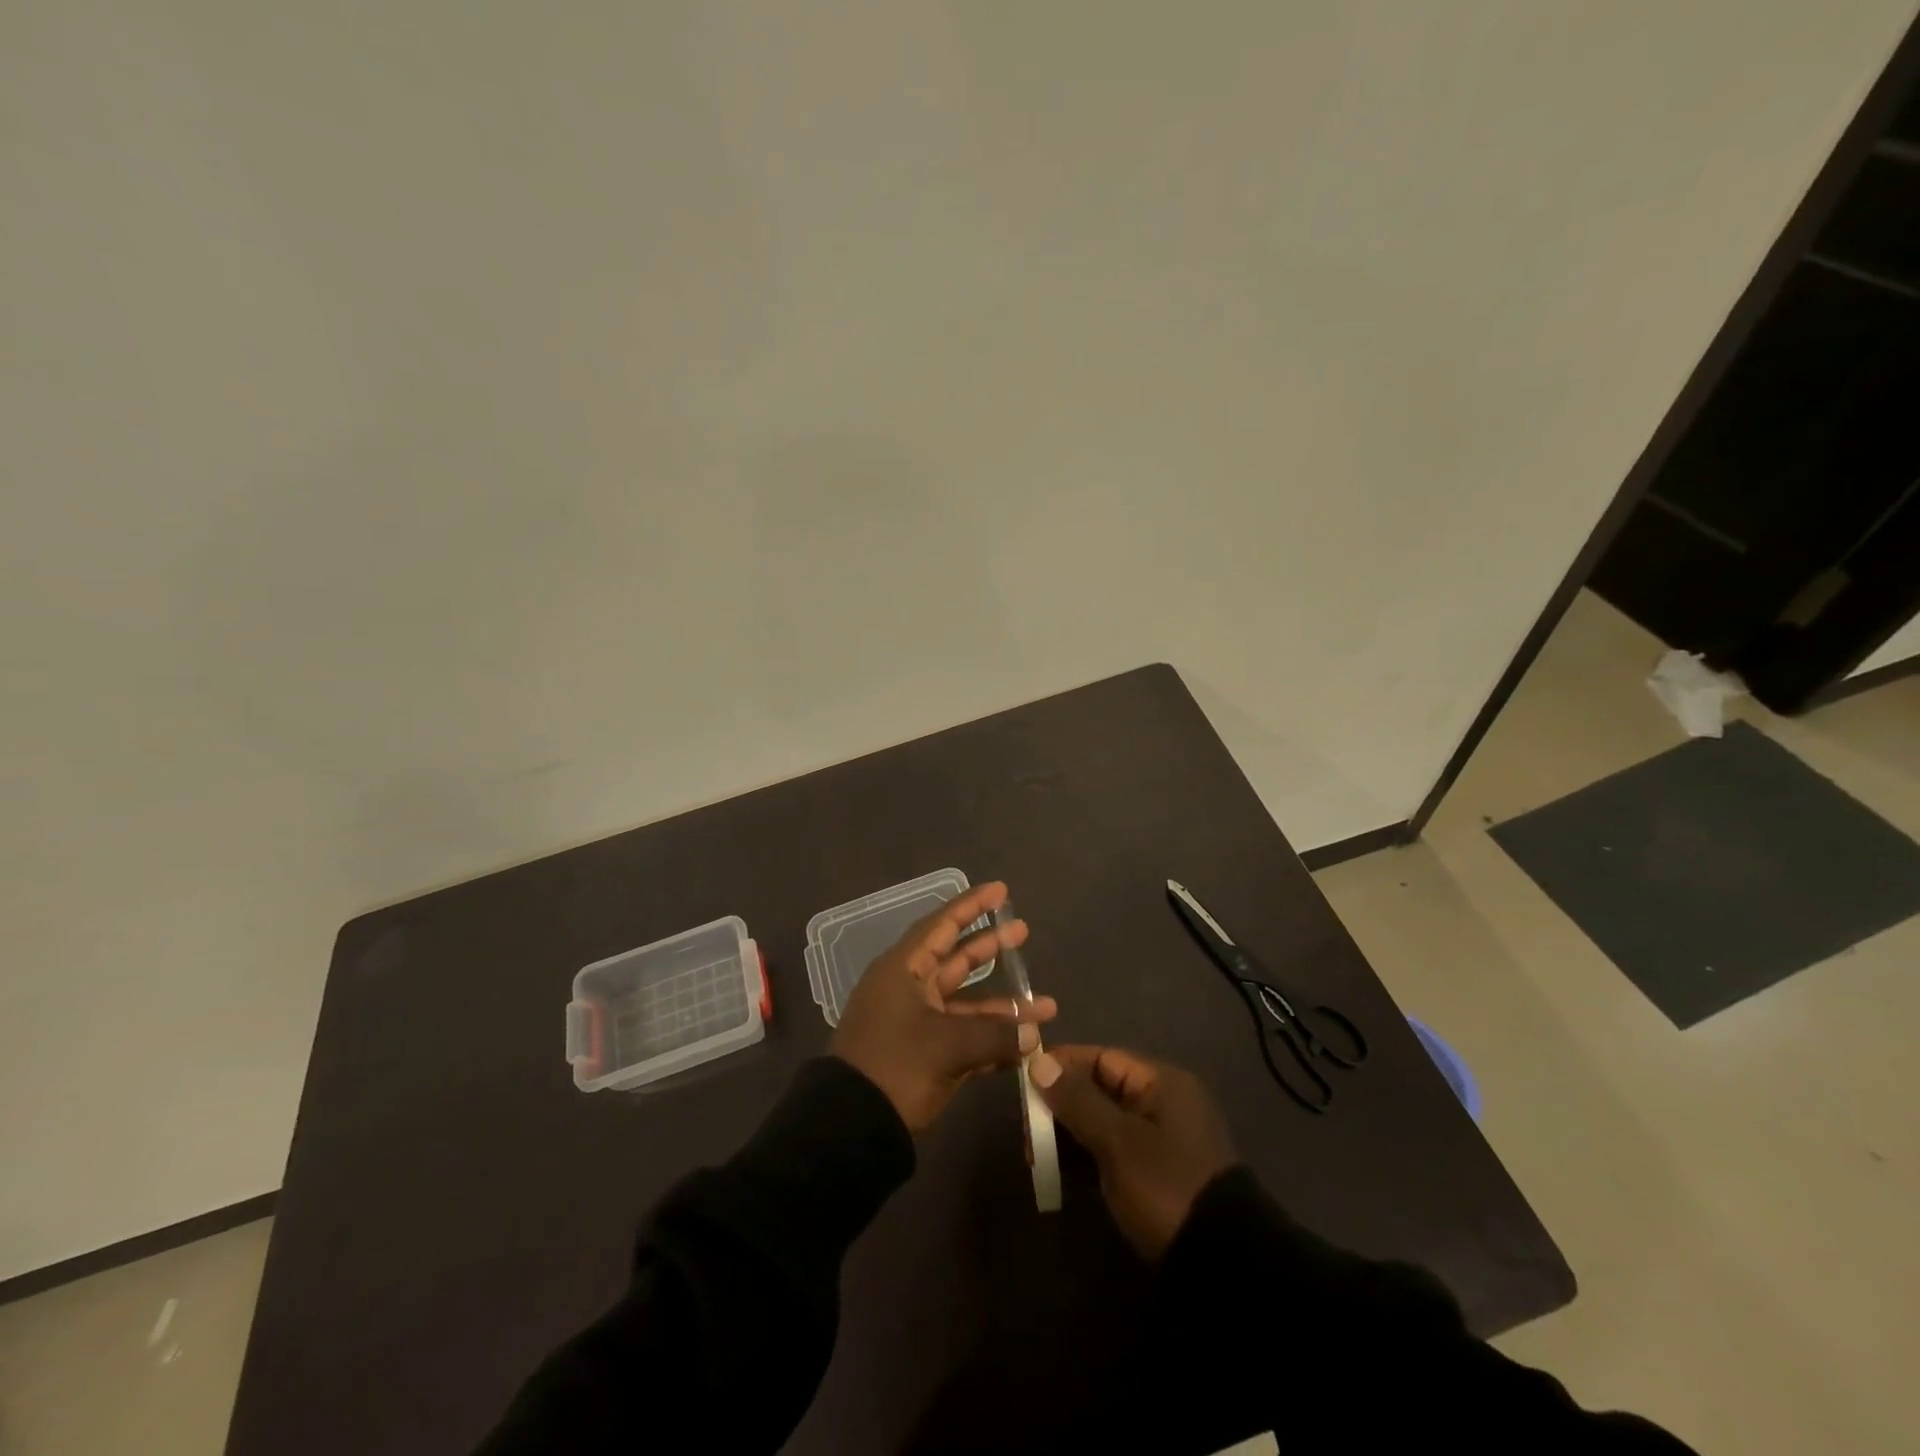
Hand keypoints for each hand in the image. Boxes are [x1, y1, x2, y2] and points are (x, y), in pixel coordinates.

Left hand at [831, 881, 1058, 1134]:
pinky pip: (964, 1038)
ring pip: (967, 1004)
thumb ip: (996, 1035)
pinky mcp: (924, 1057)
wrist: (851, 1127)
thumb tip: (1034, 1033)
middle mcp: (910, 989)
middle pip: (956, 959)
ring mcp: (917, 1024)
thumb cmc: (895, 1066)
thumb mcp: (947, 1045)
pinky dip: (992, 1041)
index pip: (941, 926)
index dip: (972, 906)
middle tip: (1023, 931)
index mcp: (903, 970)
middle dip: (990, 948)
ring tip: (1047, 1006)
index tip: (1001, 891)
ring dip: (1004, 1008)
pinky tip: (1026, 1047)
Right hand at [1031, 1045, 1234, 1259]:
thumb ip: (1077, 1100)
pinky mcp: (1155, 1174)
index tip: (1023, 1081)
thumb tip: (1039, 1062)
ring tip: (1035, 1159)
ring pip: (1101, 1123)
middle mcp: (1162, 1102)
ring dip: (1067, 1135)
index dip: (1062, 1065)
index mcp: (1161, 1082)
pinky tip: (1057, 1175)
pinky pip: (1111, 1151)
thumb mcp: (1118, 1142)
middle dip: (1060, 1107)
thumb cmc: (1167, 1187)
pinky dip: (1085, 1158)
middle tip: (1027, 1134)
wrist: (1223, 1266)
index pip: (1101, 1058)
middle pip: (1099, 1089)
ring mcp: (1160, 1140)